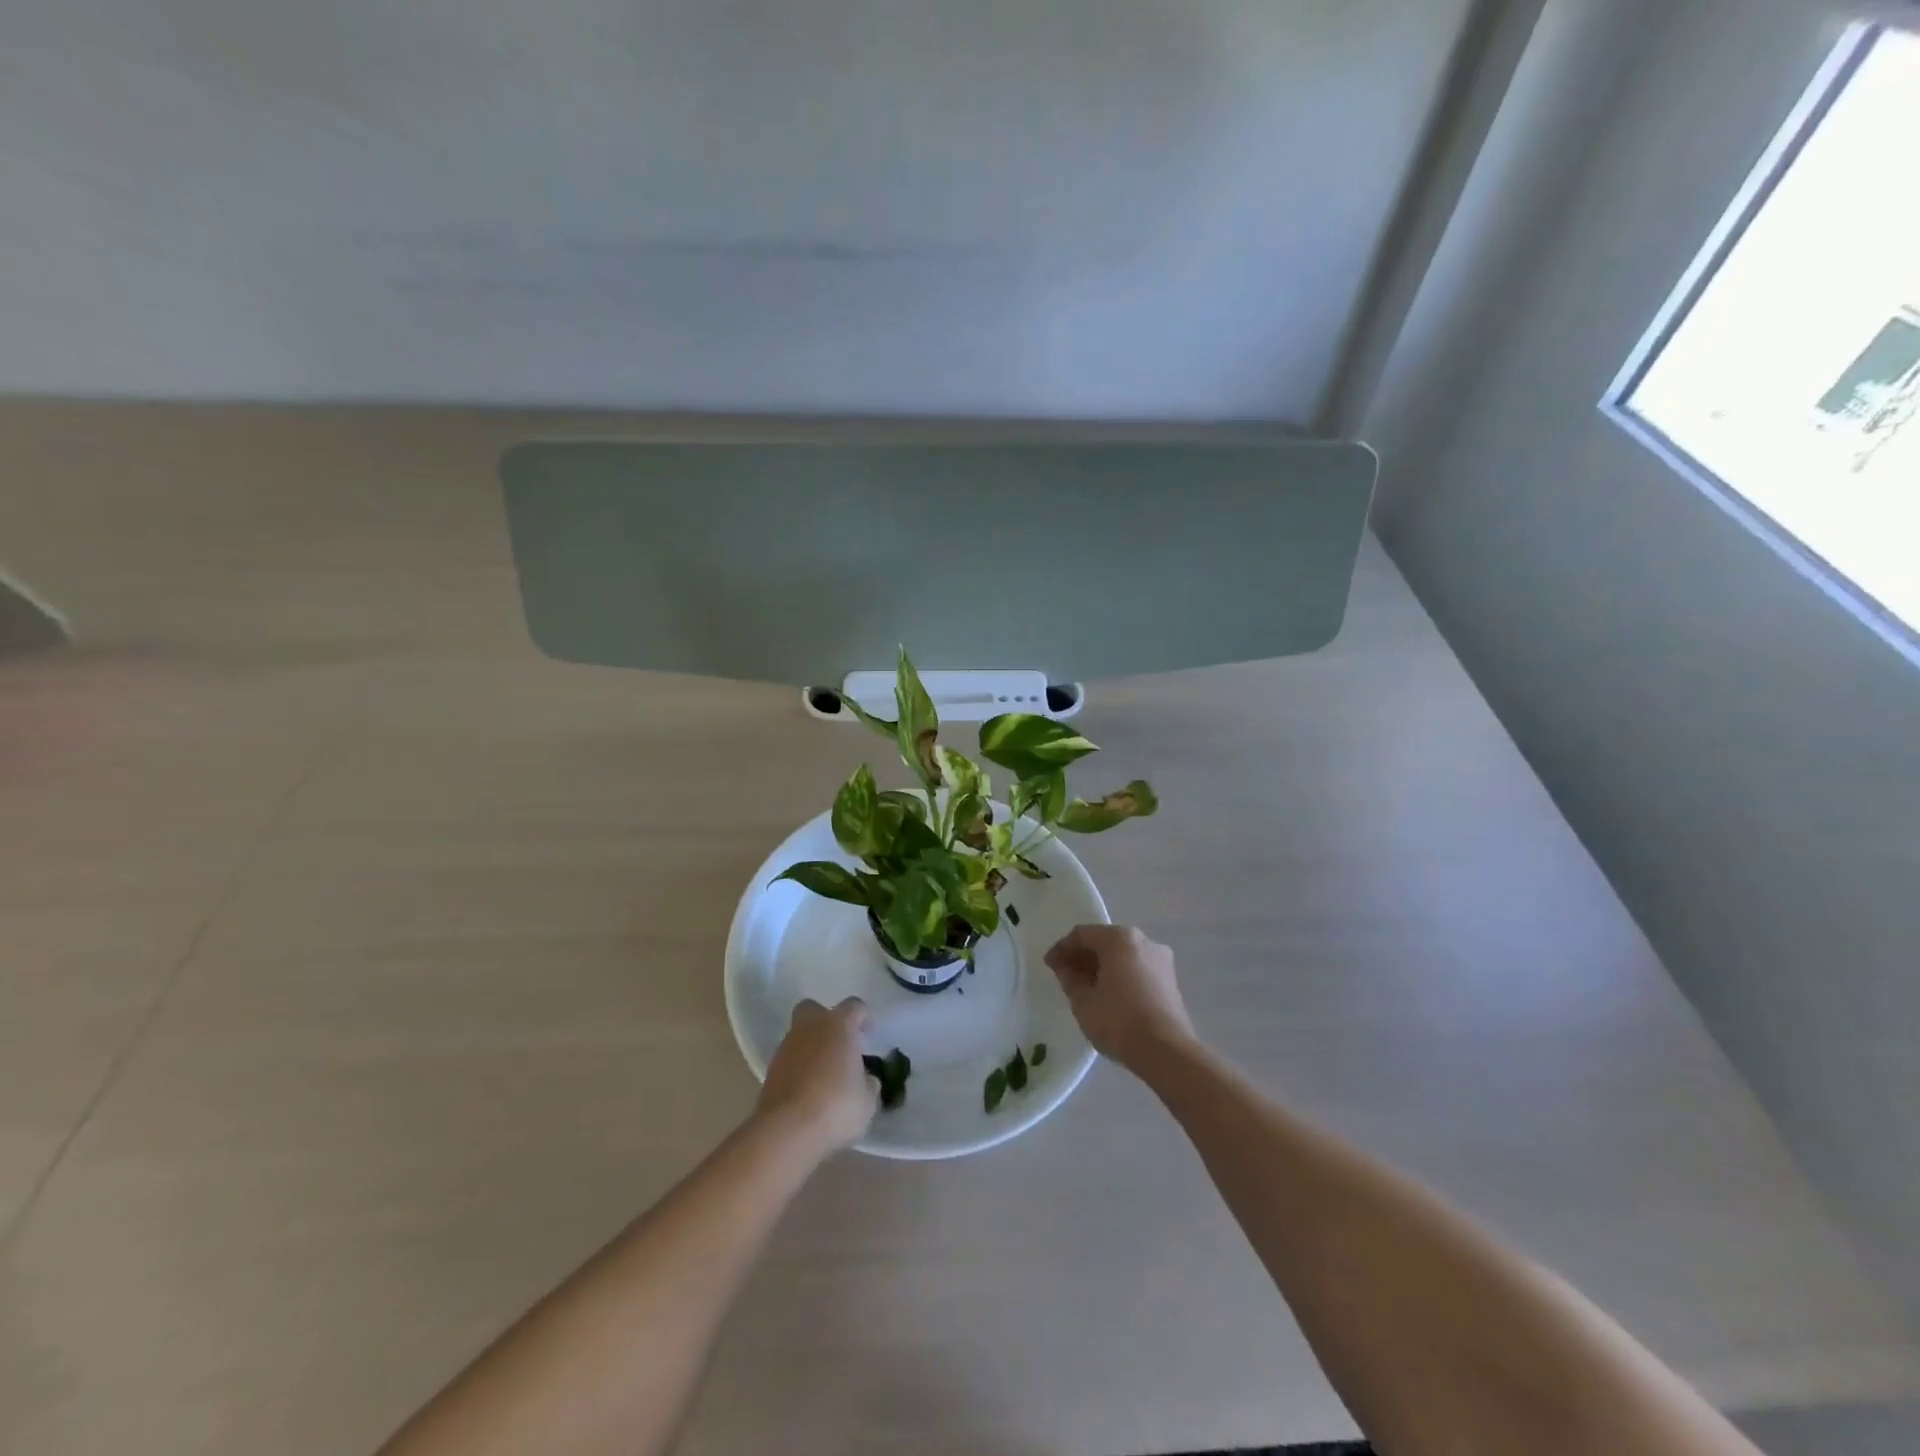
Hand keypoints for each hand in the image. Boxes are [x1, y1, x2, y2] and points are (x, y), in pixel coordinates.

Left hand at [757, 998, 878, 1155]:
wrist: (786, 1131)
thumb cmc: (836, 1107)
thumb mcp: (867, 1101)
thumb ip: (868, 1083)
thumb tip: (865, 1080)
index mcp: (839, 1025)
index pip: (854, 1006)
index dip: (863, 1018)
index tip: (868, 1034)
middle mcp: (810, 1027)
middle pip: (814, 1009)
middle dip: (825, 1021)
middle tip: (838, 1044)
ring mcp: (786, 1048)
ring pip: (799, 1036)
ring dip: (810, 1048)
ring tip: (823, 1076)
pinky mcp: (769, 1071)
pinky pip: (788, 1061)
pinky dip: (797, 1070)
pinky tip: (807, 1092)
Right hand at [1044, 924, 1196, 1072]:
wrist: (1167, 1052)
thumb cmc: (1119, 1021)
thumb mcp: (1083, 1002)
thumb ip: (1070, 979)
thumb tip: (1067, 970)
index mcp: (1120, 938)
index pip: (1082, 934)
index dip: (1062, 949)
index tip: (1049, 966)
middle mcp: (1143, 941)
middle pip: (1105, 941)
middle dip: (1083, 956)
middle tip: (1065, 975)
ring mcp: (1161, 960)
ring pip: (1123, 955)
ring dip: (1102, 966)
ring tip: (1086, 987)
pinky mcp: (1170, 981)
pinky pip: (1137, 969)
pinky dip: (1120, 976)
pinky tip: (1110, 996)